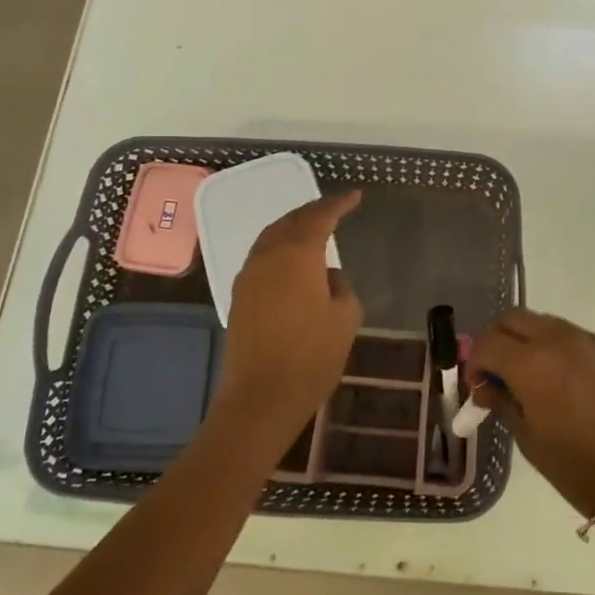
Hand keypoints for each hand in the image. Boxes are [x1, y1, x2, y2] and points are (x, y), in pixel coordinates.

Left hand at [212, 191, 362, 450]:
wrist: (261, 398)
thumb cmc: (312, 357)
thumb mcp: (345, 318)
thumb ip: (341, 286)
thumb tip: (328, 276)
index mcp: (297, 255)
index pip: (320, 217)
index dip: (339, 204)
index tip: (356, 196)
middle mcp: (268, 256)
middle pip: (291, 221)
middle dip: (314, 211)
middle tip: (335, 208)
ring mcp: (249, 275)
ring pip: (272, 237)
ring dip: (293, 227)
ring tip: (314, 227)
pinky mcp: (239, 295)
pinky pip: (262, 255)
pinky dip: (280, 246)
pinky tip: (292, 258)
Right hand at [466, 310, 594, 517]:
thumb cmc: (577, 465)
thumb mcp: (528, 438)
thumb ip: (503, 402)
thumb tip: (488, 386)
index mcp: (530, 363)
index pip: (486, 343)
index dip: (474, 364)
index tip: (478, 389)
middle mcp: (555, 339)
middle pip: (510, 319)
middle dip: (495, 342)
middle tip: (495, 376)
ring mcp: (582, 338)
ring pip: (537, 321)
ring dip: (521, 340)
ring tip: (524, 377)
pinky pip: (563, 332)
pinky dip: (547, 344)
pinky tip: (553, 378)